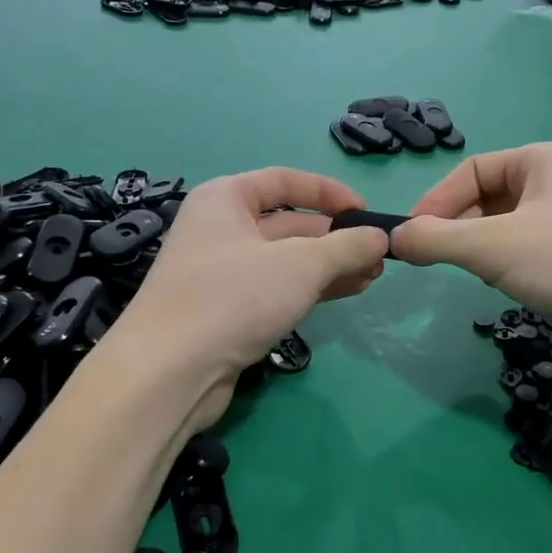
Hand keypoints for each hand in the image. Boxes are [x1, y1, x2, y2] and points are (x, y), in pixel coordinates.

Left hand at [111, 168, 387, 410]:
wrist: (169, 371)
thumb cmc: (234, 297)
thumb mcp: (301, 264)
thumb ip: (346, 246)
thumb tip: (381, 237)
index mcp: (226, 199)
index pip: (285, 181)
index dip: (329, 192)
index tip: (367, 212)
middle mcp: (220, 229)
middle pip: (288, 223)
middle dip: (335, 237)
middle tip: (378, 255)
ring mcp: (222, 273)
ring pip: (286, 260)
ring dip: (329, 266)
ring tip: (371, 278)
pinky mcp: (227, 311)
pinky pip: (277, 289)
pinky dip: (310, 289)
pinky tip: (345, 294)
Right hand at [391, 143, 551, 366]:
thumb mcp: (492, 247)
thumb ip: (436, 239)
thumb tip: (393, 238)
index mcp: (542, 159)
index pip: (469, 171)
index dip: (435, 203)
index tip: (411, 238)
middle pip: (487, 197)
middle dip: (459, 229)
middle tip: (438, 261)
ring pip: (507, 225)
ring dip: (482, 248)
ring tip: (479, 274)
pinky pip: (530, 247)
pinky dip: (510, 262)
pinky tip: (513, 285)